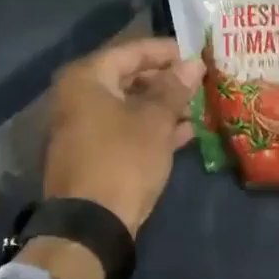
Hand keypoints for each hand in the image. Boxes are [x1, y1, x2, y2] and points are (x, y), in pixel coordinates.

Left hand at [43, 37, 202, 236]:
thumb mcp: (155, 121)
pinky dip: (151, 129)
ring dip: (163, 106)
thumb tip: (193, 64)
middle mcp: (78, 97)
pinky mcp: (92, 155)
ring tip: (198, 106)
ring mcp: (83, 128)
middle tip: (199, 82)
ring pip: (129, 106)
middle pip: (129, 78)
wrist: (89, 227)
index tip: (196, 55)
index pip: (132, 51)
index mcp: (87, 79)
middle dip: (166, 81)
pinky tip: (185, 133)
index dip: (167, 52)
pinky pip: (125, 130)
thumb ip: (175, 88)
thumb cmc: (123, 160)